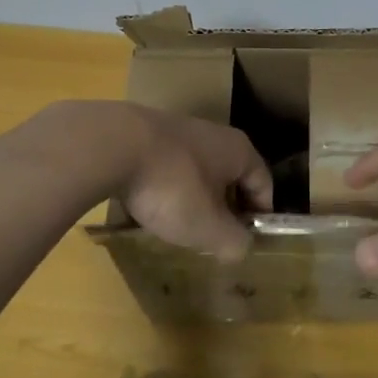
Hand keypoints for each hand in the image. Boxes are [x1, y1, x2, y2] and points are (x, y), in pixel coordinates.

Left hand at [97, 103, 271, 262]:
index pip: (264, 183)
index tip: (247, 241)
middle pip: (230, 176)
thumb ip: (233, 241)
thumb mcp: (208, 226)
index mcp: (239, 151)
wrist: (113, 145)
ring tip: (180, 226)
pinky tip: (149, 208)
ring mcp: (180, 130)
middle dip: (225, 207)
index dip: (260, 215)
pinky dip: (166, 188)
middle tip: (215, 238)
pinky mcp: (148, 135)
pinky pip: (168, 168)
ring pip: (197, 171)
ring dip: (194, 198)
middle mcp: (215, 134)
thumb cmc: (173, 187)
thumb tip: (243, 247)